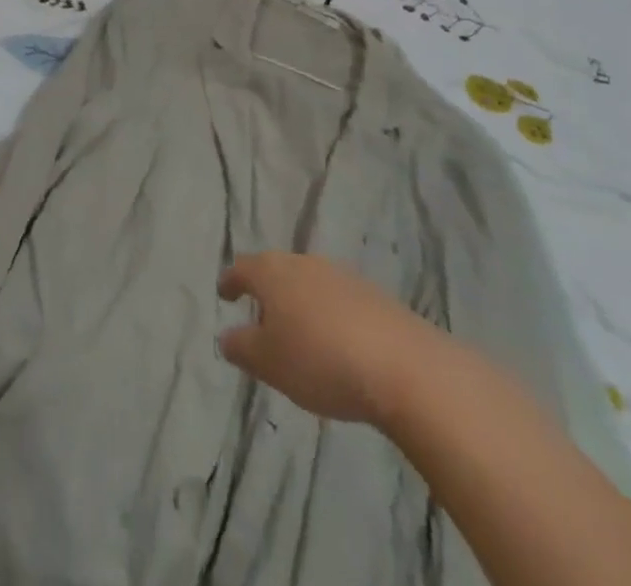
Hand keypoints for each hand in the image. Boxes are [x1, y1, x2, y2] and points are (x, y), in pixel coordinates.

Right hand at [217, 253, 446, 428]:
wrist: (406, 368)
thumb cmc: (321, 360)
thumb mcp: (269, 363)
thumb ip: (241, 347)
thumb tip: (226, 336)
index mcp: (273, 272)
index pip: (242, 268)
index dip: (230, 281)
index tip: (224, 292)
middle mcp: (305, 263)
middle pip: (277, 271)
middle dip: (267, 292)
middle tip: (261, 318)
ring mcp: (343, 276)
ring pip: (310, 284)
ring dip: (300, 303)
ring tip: (300, 333)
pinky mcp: (376, 296)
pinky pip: (340, 300)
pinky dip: (330, 315)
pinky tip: (337, 343)